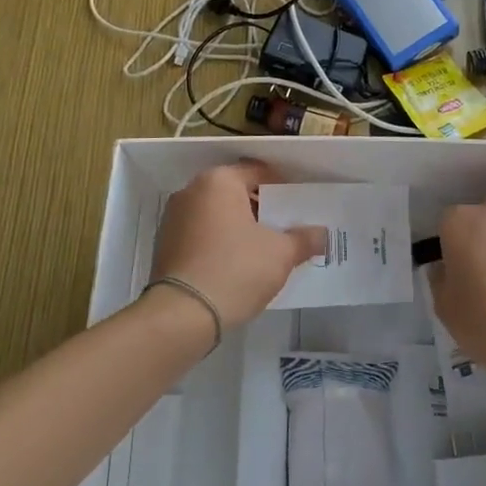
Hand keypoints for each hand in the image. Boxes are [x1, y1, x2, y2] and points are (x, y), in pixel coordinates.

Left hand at [151, 162, 326, 327]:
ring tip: (264, 248)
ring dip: (239, 226)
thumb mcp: (281, 254)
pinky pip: (201, 234)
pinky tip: (237, 264)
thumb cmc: (236, 269)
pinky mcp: (164, 245)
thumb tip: (321, 234)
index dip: (282, 187)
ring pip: (216, 214)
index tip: (299, 205)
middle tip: (285, 227)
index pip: (258, 171)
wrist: (183, 314)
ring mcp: (173, 218)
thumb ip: (303, 239)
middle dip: (260, 208)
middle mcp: (191, 191)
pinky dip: (219, 242)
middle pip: (235, 192)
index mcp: (219, 181)